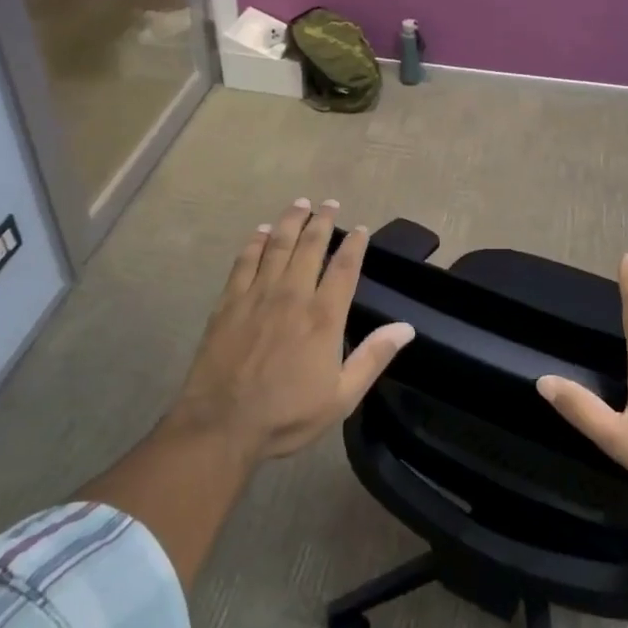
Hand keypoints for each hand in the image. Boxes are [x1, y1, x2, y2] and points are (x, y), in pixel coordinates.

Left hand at [173, 199, 414, 461]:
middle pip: (309, 246)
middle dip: (322, 221)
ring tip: (300, 204)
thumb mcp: (341, 397)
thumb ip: (373, 358)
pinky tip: (261, 232)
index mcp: (323, 317)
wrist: (221, 424)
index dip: (354, 244)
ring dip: (290, 221)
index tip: (360, 228)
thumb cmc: (287, 414)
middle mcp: (292, 295)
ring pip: (277, 245)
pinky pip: (245, 261)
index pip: (344, 268)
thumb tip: (406, 328)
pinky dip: (255, 242)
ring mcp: (257, 295)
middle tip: (330, 204)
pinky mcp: (229, 302)